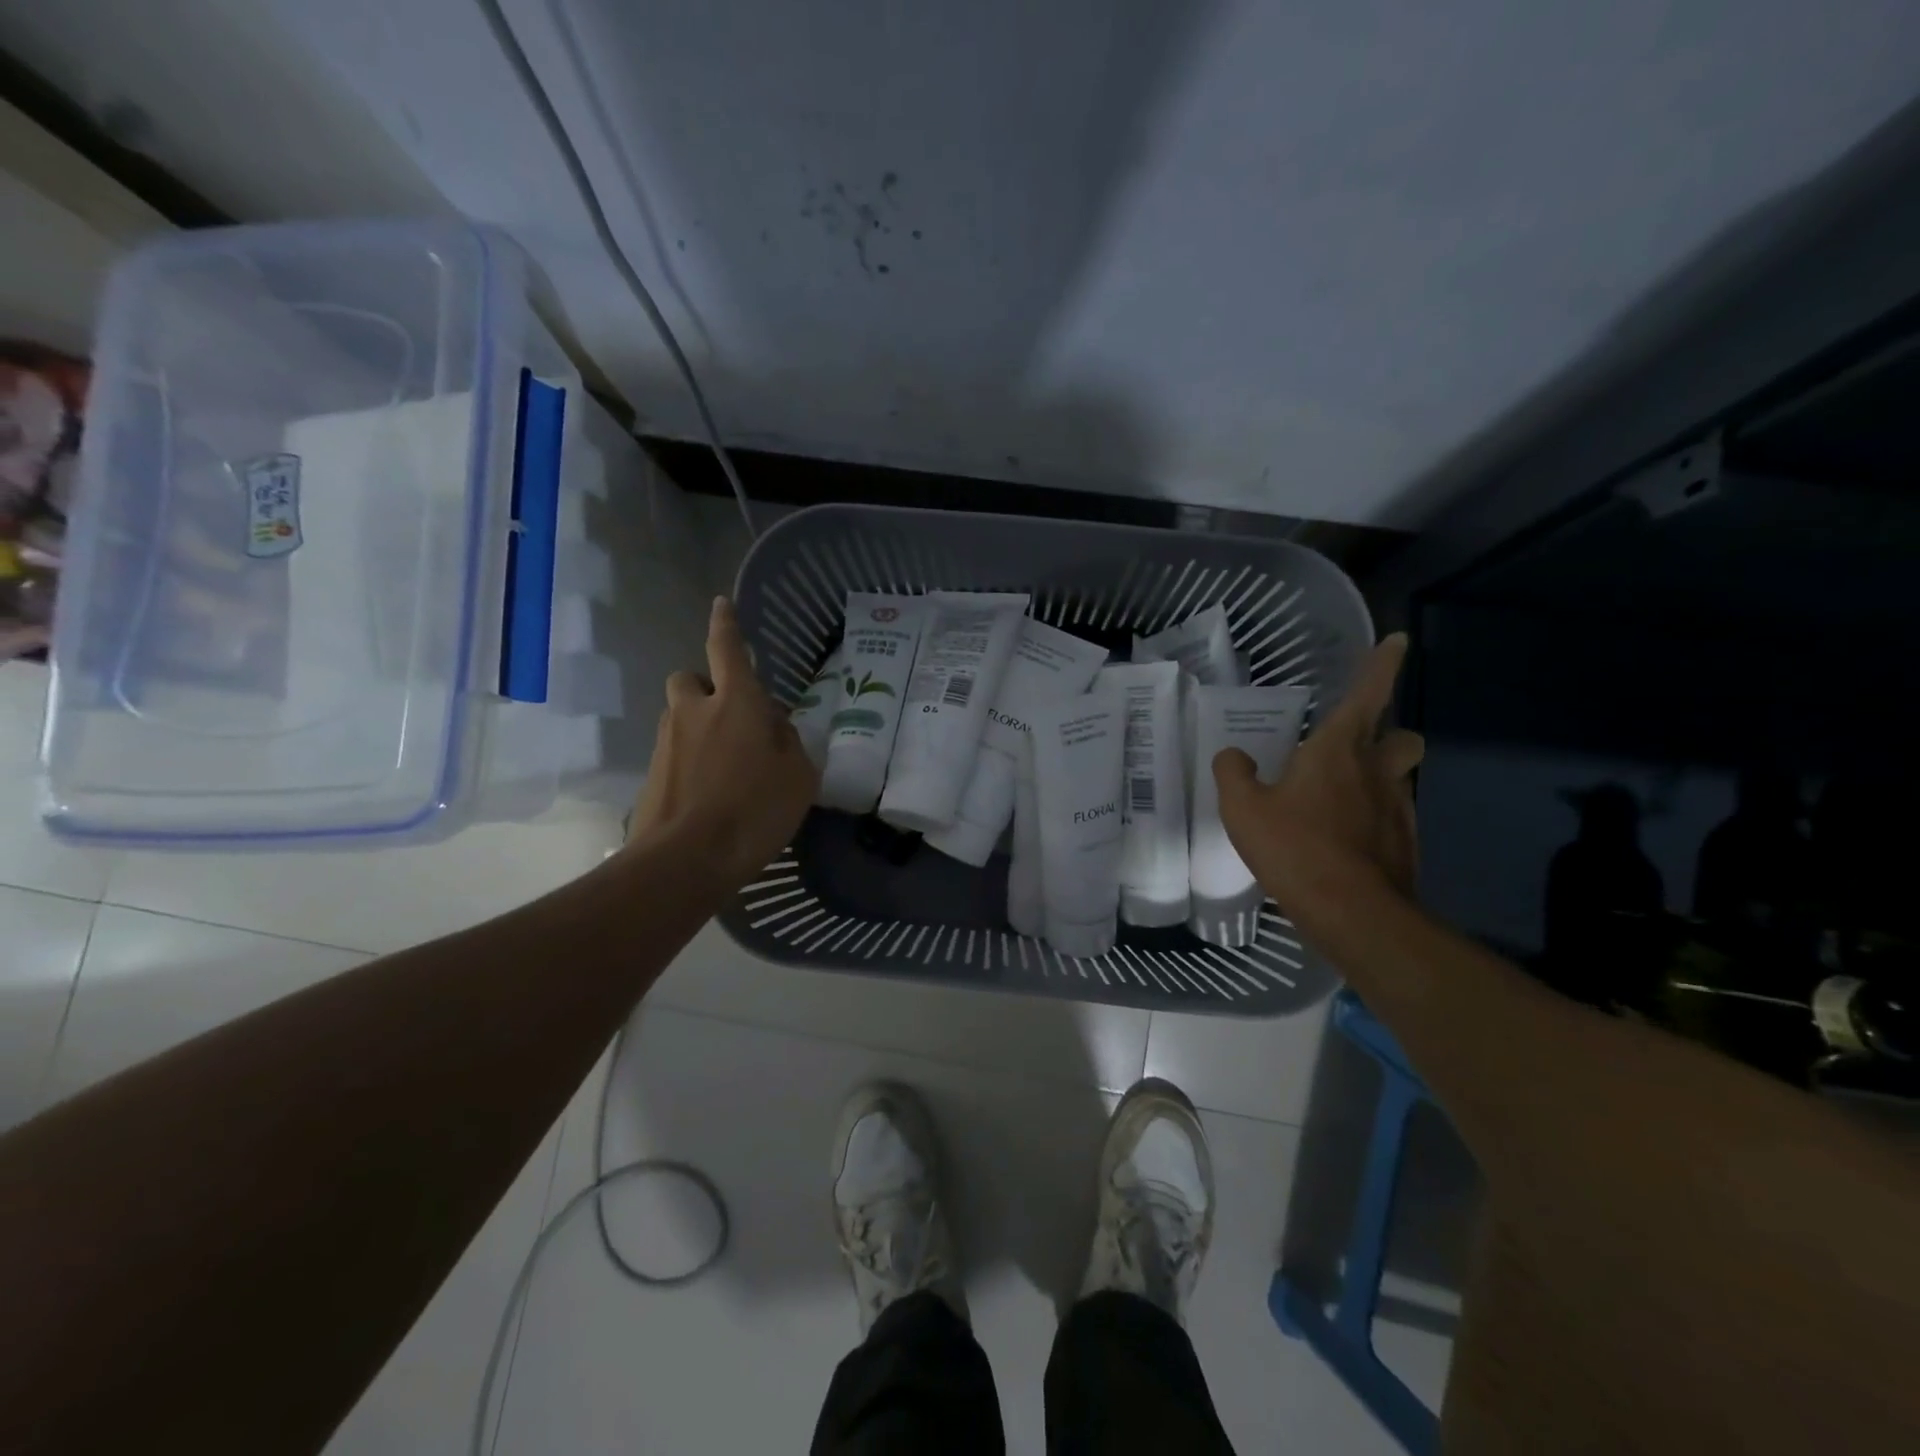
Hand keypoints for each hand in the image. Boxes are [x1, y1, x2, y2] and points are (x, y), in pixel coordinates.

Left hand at [629, 597, 819, 887]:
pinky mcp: (652, 774)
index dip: (726, 625)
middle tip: (730, 716)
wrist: (687, 859)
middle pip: (689, 679)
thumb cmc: (755, 810)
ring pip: (679, 716)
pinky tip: (710, 793)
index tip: (721, 604)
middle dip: (705, 686)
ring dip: (698, 725)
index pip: (727, 649)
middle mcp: (694, 712)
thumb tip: (776, 728)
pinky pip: (674, 752)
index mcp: (735, 703)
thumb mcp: (799, 777)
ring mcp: (667, 743)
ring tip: (727, 764)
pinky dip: (690, 760)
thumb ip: (791, 743)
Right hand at [1213, 634, 1423, 925]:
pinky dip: (1374, 821)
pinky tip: (1344, 843)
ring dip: (1379, 780)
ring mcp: (1398, 808)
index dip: (1383, 664)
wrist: (1352, 913)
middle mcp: (1376, 771)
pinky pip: (1393, 818)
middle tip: (1356, 751)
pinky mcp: (1405, 844)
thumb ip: (1234, 773)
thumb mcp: (1242, 808)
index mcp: (1337, 749)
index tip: (1397, 640)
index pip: (1368, 693)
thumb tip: (1234, 755)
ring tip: (1340, 803)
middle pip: (1404, 737)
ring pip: (1400, 779)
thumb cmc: (1294, 847)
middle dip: (1390, 735)